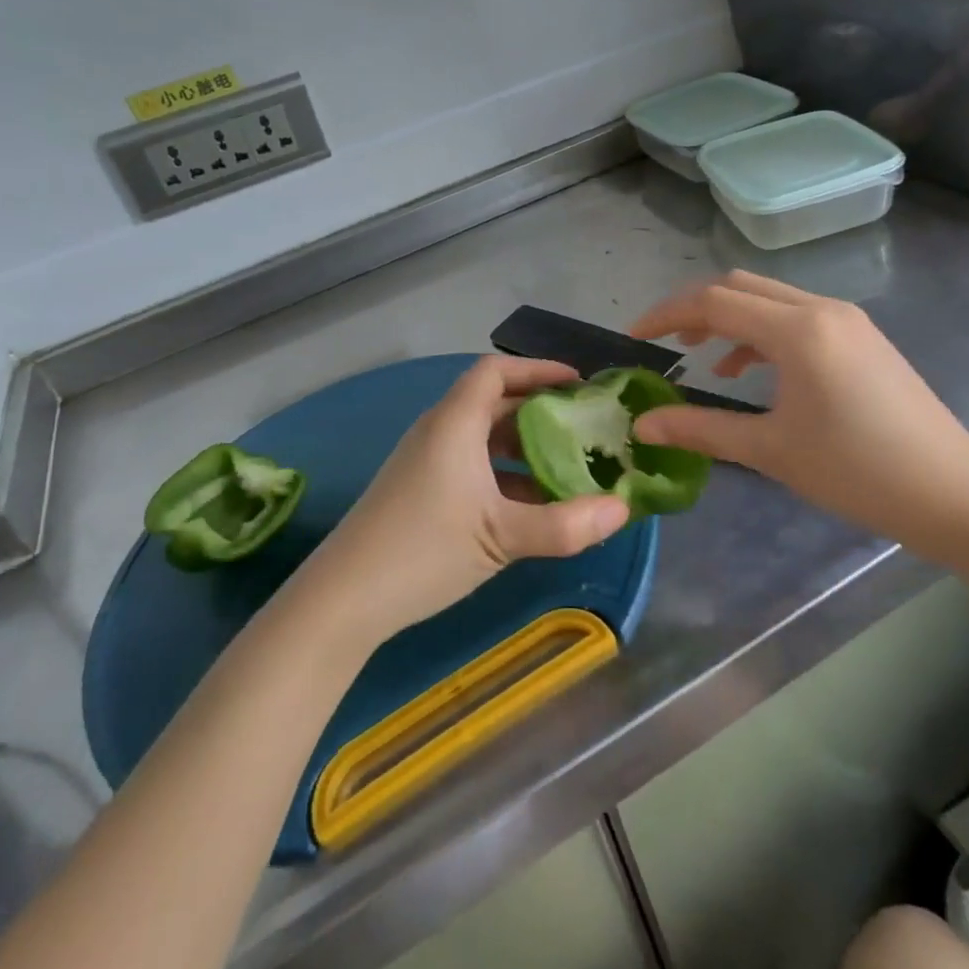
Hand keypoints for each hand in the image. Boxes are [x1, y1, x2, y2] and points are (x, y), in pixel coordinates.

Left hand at [287, 355, 631, 645]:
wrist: (343, 599)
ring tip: (569, 468)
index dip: (537, 369)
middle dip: (541, 412)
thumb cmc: (424, 550)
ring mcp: (428, 464)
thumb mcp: (502, 536)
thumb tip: (624, 509)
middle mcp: (440, 433)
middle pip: (494, 403)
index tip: (578, 383)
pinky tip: (533, 507)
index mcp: (455, 424)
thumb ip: (566, 525)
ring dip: (526, 448)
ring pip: (485, 440)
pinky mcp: (422, 493)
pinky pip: (473, 468)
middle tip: (585, 428)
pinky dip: (506, 476)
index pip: (496, 371)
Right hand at [629, 271, 968, 565]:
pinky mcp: (862, 338)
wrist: (954, 493)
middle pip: (740, 287)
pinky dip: (762, 333)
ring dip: (730, 319)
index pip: (714, 302)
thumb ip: (701, 430)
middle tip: (665, 342)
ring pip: (770, 299)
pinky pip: (797, 318)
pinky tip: (750, 371)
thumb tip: (643, 425)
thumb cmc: (858, 472)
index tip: (634, 337)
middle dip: (695, 309)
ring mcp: (847, 320)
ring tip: (701, 356)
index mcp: (798, 330)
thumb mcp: (771, 451)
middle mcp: (821, 309)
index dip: (666, 314)